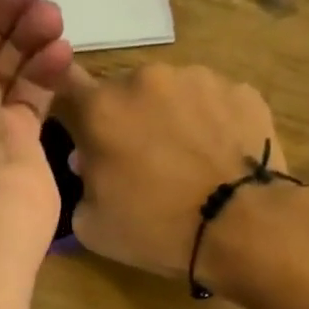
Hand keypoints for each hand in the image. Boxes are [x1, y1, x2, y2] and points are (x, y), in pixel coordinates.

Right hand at [62, 65, 287, 280]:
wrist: (241, 226)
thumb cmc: (157, 229)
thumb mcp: (92, 226)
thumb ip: (80, 186)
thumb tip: (87, 165)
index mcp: (101, 108)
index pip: (67, 87)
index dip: (71, 108)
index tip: (80, 131)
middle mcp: (146, 79)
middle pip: (125, 95)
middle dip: (127, 122)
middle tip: (141, 163)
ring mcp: (198, 79)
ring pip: (172, 95)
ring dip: (171, 120)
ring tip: (189, 163)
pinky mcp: (241, 90)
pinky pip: (215, 105)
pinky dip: (212, 126)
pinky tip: (221, 159)